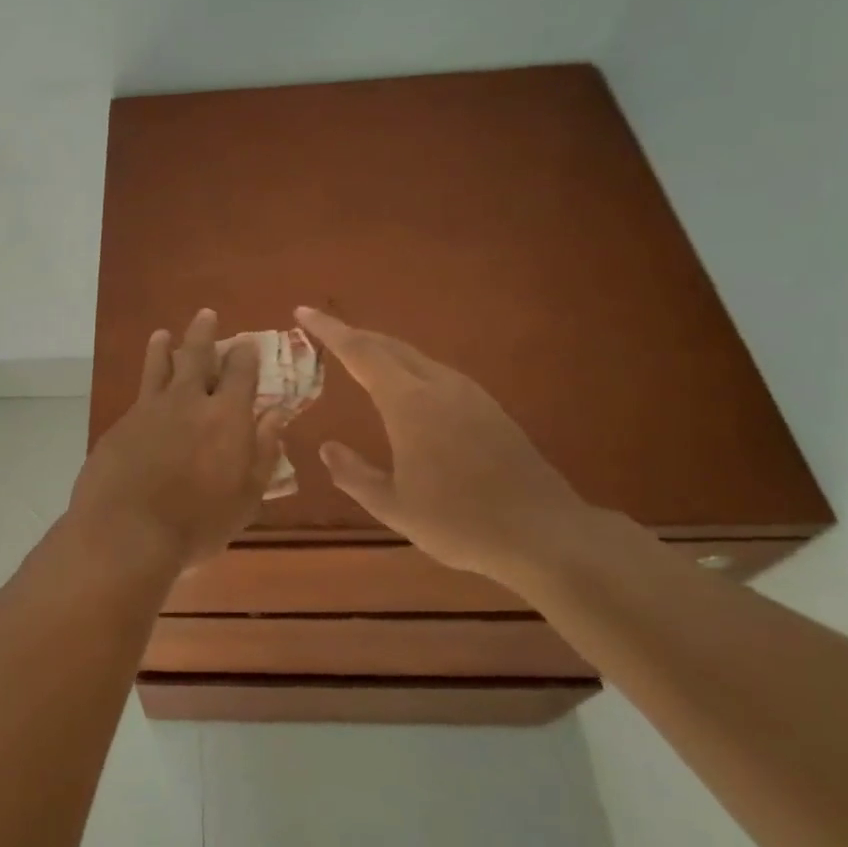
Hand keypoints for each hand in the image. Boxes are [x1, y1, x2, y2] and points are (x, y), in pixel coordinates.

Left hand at [69, 310, 287, 571]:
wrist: (126, 530)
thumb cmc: (197, 523)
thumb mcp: (246, 496)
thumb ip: (263, 451)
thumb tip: (276, 414)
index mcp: (226, 416)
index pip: (240, 372)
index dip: (244, 354)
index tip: (245, 342)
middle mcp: (188, 401)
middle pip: (196, 355)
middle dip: (204, 333)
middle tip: (205, 315)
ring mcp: (150, 409)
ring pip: (160, 366)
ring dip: (164, 347)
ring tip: (163, 334)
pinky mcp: (121, 423)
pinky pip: (139, 392)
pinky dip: (144, 380)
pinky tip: (145, 386)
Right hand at [296, 307, 596, 587]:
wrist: (544, 534)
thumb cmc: (460, 522)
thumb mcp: (394, 506)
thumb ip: (354, 475)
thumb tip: (328, 448)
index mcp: (410, 403)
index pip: (360, 352)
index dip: (329, 330)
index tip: (303, 312)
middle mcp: (439, 386)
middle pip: (389, 346)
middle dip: (354, 334)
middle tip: (324, 332)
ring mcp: (470, 395)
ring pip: (416, 357)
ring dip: (382, 350)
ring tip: (357, 356)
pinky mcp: (489, 408)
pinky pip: (436, 373)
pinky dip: (407, 368)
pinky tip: (404, 389)